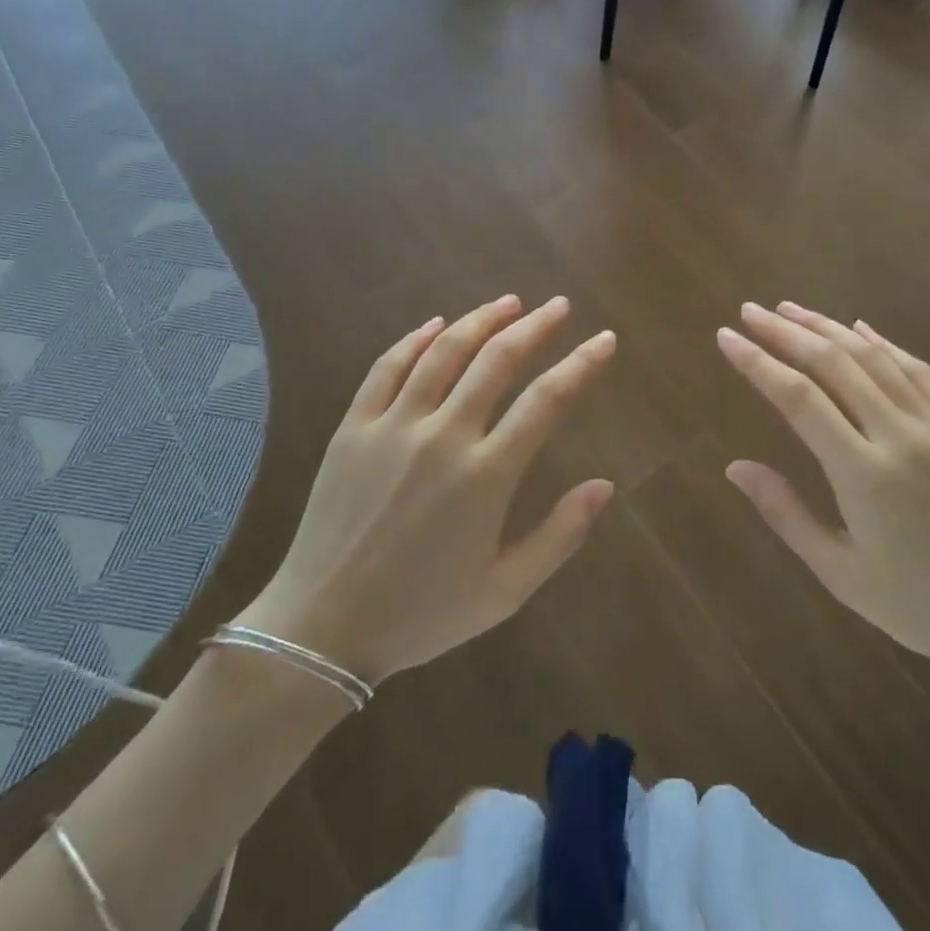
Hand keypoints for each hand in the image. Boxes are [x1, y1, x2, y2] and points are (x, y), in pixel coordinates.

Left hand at [239, 295, 616, 684]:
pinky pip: (387, 368)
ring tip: (509, 302)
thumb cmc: (422, 614)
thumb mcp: (505, 591)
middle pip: (497, 360)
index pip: (547, 400)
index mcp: (486, 475)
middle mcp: (443, 437)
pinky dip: (415, 339)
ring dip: (481, 320)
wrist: (323, 628)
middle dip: (535, 326)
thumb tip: (606, 486)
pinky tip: (436, 324)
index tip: (605, 339)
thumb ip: (560, 535)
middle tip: (558, 306)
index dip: (581, 364)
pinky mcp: (354, 428)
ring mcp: (393, 427)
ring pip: (444, 352)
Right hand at [717, 302, 929, 698]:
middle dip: (786, 332)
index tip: (726, 337)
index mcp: (864, 475)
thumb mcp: (840, 572)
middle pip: (834, 364)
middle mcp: (900, 436)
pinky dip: (882, 343)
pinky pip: (917, 369)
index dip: (758, 362)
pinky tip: (858, 327)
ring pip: (874, 357)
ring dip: (828, 327)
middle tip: (750, 311)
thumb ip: (786, 513)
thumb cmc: (919, 607)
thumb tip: (734, 467)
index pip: (798, 399)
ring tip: (790, 309)